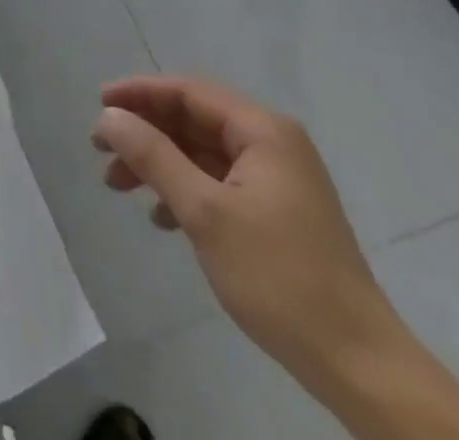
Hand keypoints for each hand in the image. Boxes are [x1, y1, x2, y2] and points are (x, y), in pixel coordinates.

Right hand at [92, 76, 397, 389]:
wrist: (360, 366)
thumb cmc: (279, 276)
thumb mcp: (205, 212)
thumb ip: (152, 156)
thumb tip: (109, 116)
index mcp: (263, 131)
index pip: (188, 92)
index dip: (140, 93)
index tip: (99, 105)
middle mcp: (273, 144)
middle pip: (193, 120)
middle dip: (145, 132)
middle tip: (100, 149)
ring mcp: (277, 180)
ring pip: (201, 153)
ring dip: (158, 163)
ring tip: (118, 184)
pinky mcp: (277, 213)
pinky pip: (217, 182)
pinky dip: (184, 190)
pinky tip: (161, 217)